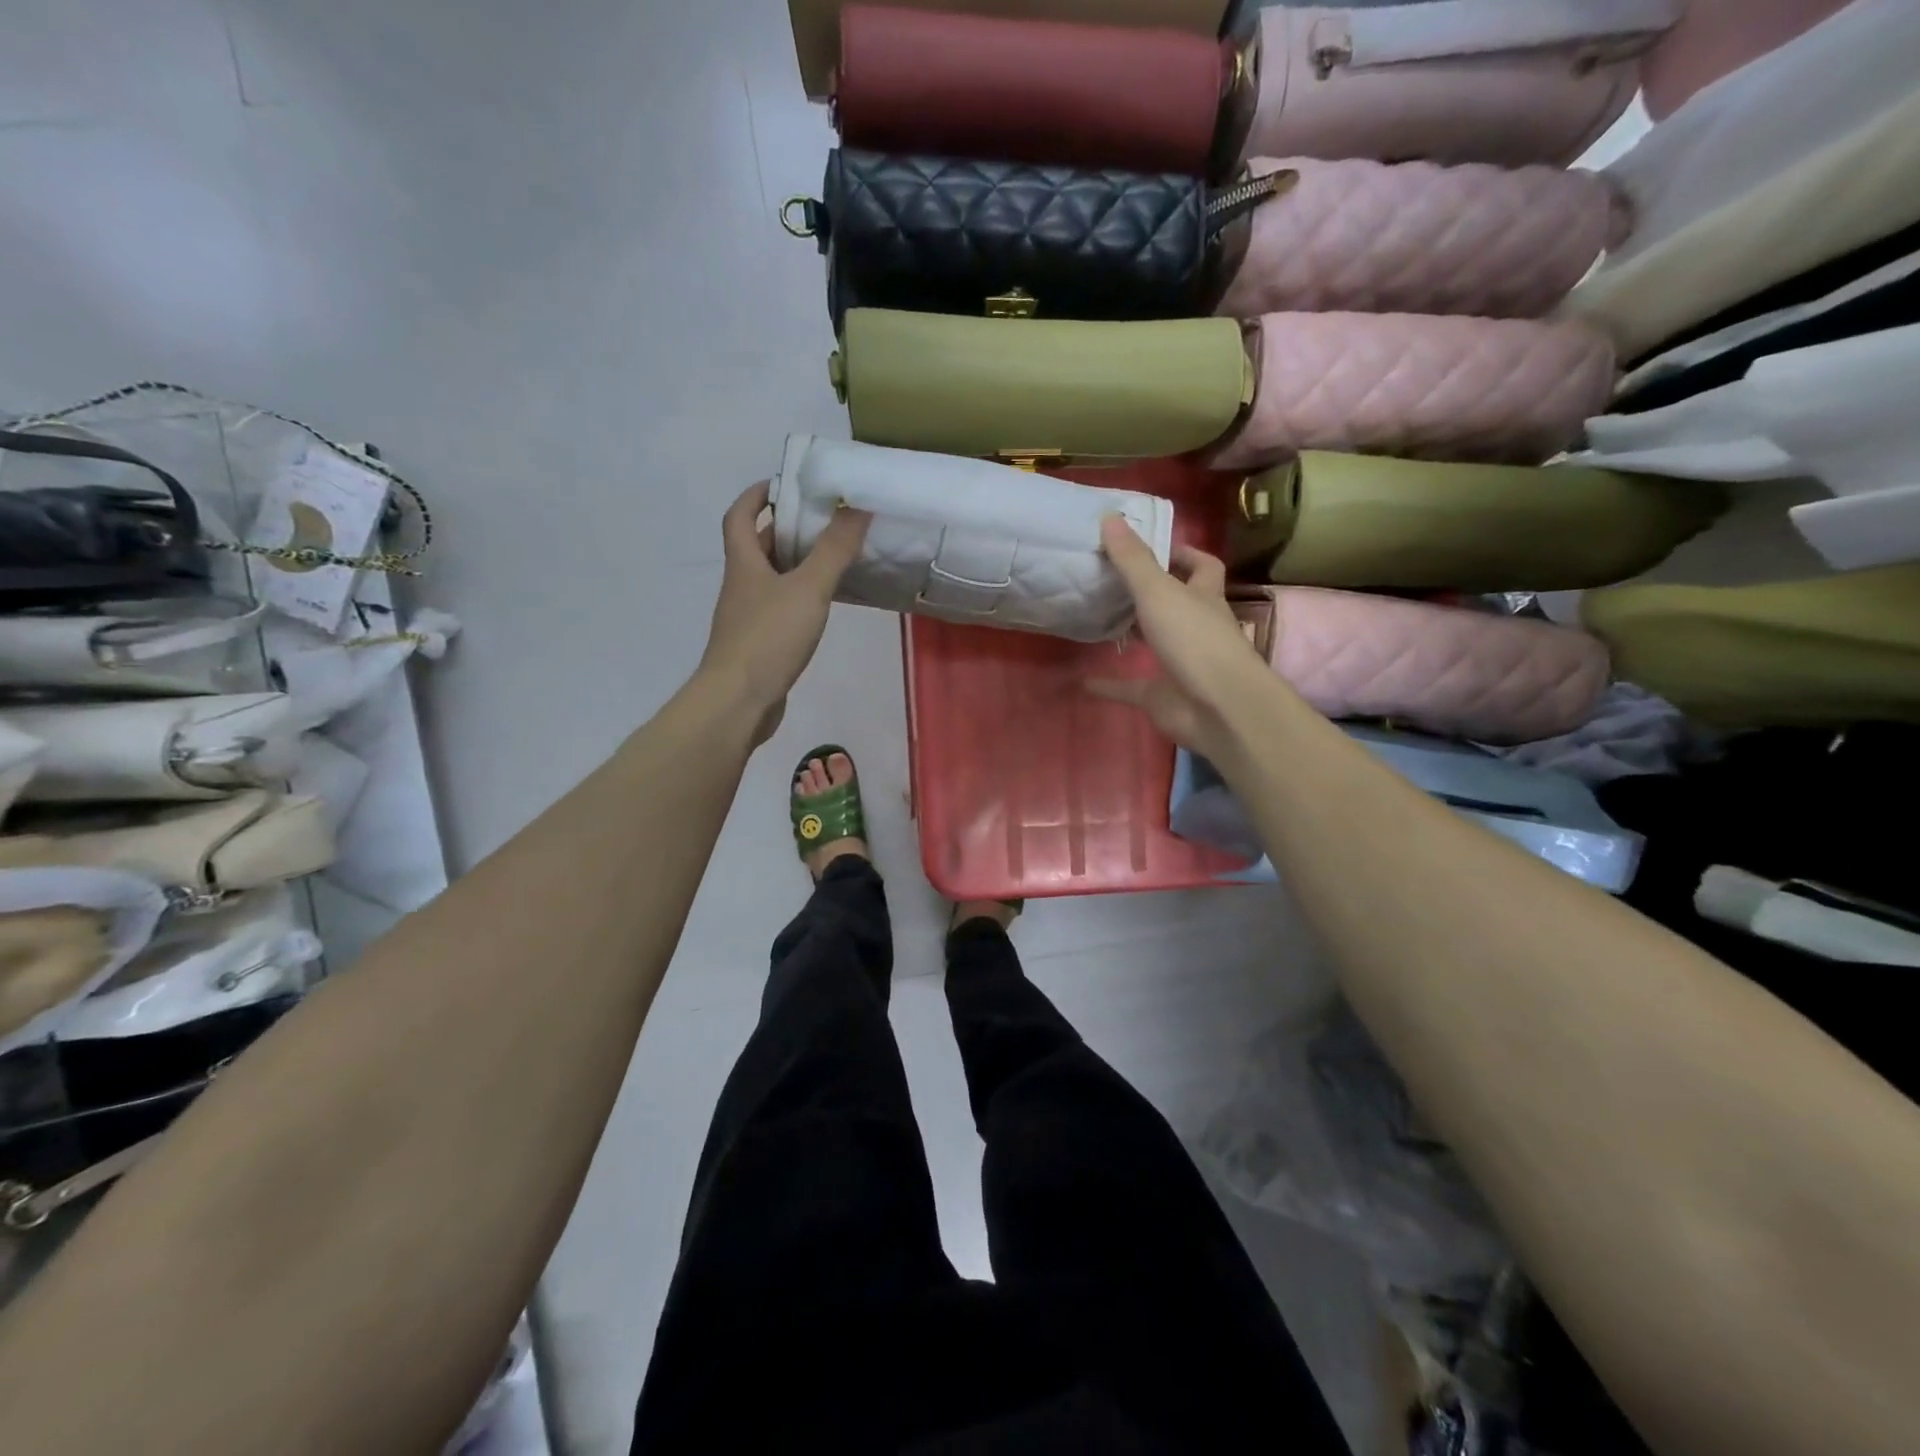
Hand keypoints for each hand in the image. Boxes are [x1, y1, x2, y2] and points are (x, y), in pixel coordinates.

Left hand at [699, 482, 869, 745]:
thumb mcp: (807, 588)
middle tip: (822, 521)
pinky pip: (780, 609)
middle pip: (756, 548)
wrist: (738, 701)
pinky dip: (799, 599)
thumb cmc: (768, 637)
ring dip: (795, 565)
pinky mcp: (759, 645)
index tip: (783, 485)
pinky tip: (822, 607)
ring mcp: (747, 618)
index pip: (739, 516)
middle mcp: (741, 586)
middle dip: (784, 530)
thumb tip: (856, 505)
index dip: (756, 496)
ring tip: (832, 559)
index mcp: (744, 564)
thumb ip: (833, 549)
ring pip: (770, 580)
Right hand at [1088, 515, 1265, 761]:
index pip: (1203, 567)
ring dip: (1131, 633)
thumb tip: (1110, 516)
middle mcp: (1196, 627)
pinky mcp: (1163, 696)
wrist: (1218, 708)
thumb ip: (1133, 559)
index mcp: (1204, 597)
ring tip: (1096, 618)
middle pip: (1176, 603)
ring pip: (1154, 642)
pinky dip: (1108, 684)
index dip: (1182, 554)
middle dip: (1150, 592)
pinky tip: (1082, 680)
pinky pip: (1130, 688)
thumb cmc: (1195, 641)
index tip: (1149, 546)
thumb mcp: (1159, 592)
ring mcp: (1181, 663)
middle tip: (1110, 578)